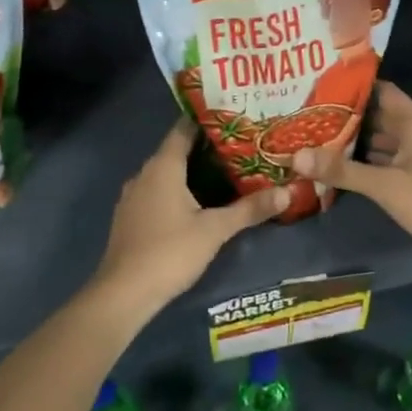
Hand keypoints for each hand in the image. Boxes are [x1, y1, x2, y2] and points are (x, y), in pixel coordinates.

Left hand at [91, 120, 289, 314]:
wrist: (123, 294)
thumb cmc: (170, 252)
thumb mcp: (215, 230)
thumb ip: (250, 209)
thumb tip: (287, 192)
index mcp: (162, 166)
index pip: (184, 129)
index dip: (208, 121)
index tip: (234, 117)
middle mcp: (144, 174)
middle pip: (176, 150)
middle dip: (206, 147)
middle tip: (240, 146)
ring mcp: (133, 196)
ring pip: (166, 173)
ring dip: (191, 171)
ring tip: (225, 172)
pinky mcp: (130, 217)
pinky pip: (157, 192)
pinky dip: (177, 190)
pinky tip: (198, 202)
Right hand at [293, 82, 411, 270]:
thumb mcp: (385, 185)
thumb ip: (342, 171)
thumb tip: (296, 155)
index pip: (380, 90)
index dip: (353, 85)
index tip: (319, 84)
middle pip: (377, 115)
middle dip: (346, 115)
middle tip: (307, 113)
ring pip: (380, 140)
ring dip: (353, 140)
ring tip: (315, 137)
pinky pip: (384, 161)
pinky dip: (364, 161)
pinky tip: (338, 166)